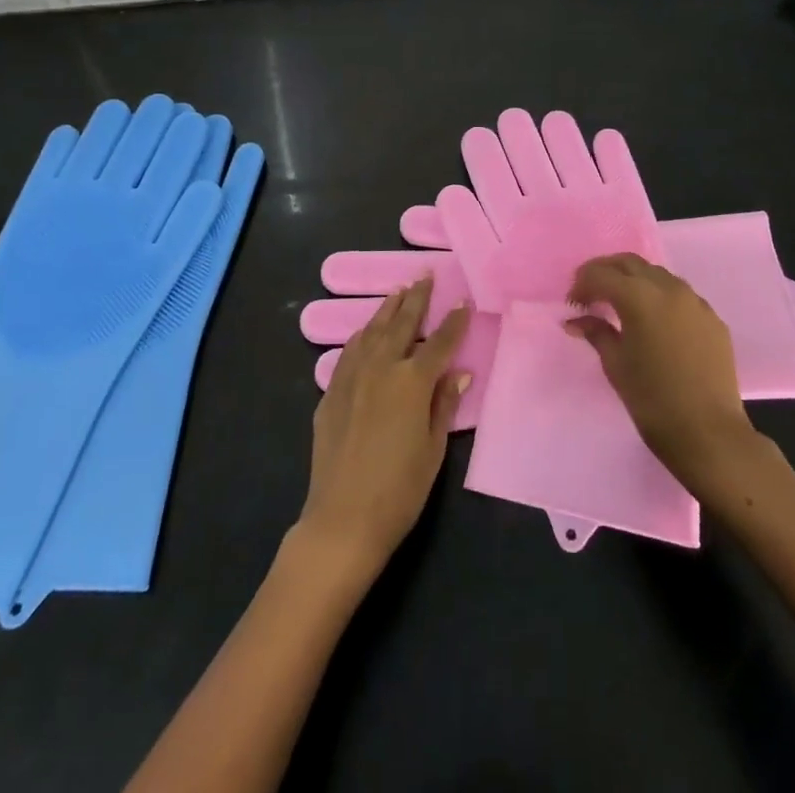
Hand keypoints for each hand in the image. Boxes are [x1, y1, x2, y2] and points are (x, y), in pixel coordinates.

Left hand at [297, 280, 470, 580]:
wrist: (342, 519)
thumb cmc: (399, 490)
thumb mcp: (434, 449)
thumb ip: (444, 405)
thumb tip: (459, 372)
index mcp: (412, 381)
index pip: (440, 342)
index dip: (454, 322)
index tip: (464, 301)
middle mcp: (381, 368)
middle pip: (402, 324)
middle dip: (416, 298)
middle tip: (424, 275)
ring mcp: (352, 377)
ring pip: (372, 331)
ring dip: (387, 310)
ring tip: (398, 292)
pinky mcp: (331, 392)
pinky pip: (349, 352)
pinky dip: (362, 336)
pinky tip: (366, 331)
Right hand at [567, 254, 760, 492]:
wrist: (709, 433)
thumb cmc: (652, 400)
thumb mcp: (616, 365)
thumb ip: (596, 333)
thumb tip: (576, 320)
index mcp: (639, 296)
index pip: (601, 274)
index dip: (582, 284)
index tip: (573, 304)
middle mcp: (668, 288)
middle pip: (630, 263)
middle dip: (606, 272)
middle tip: (591, 293)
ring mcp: (695, 301)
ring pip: (657, 275)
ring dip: (635, 281)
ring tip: (621, 305)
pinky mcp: (713, 319)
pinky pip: (680, 296)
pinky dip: (660, 298)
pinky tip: (655, 323)